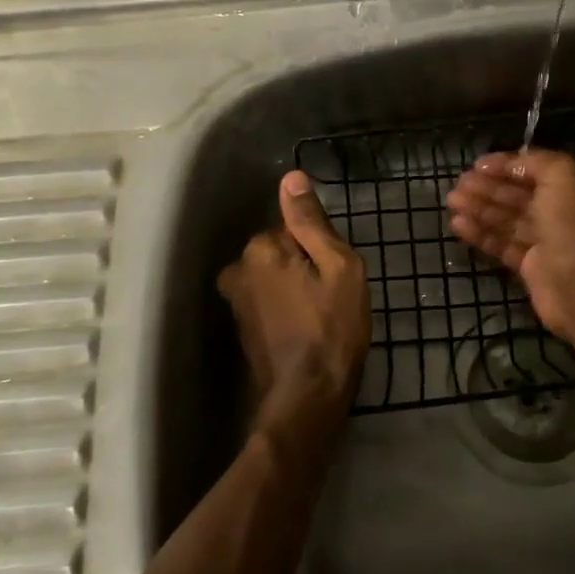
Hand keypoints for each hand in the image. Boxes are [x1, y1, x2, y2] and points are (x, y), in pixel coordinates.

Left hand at [217, 171, 370, 461]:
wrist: (308, 396)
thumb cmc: (332, 327)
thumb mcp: (338, 266)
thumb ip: (311, 221)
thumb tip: (291, 177)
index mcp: (259, 249)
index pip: (293, 228)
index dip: (320, 249)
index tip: (334, 274)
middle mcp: (237, 270)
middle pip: (280, 251)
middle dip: (304, 266)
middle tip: (332, 296)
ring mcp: (236, 302)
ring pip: (274, 276)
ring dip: (295, 288)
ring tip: (321, 315)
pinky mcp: (242, 327)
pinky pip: (269, 300)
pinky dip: (286, 308)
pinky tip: (306, 329)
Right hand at [446, 150, 574, 336]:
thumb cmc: (572, 223)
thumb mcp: (562, 174)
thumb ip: (536, 161)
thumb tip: (511, 160)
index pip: (536, 172)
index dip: (506, 166)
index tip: (477, 165)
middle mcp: (563, 214)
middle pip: (518, 196)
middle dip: (488, 188)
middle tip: (458, 184)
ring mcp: (546, 242)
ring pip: (507, 220)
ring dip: (479, 208)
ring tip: (452, 202)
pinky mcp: (530, 267)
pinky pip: (502, 244)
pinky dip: (481, 234)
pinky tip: (458, 225)